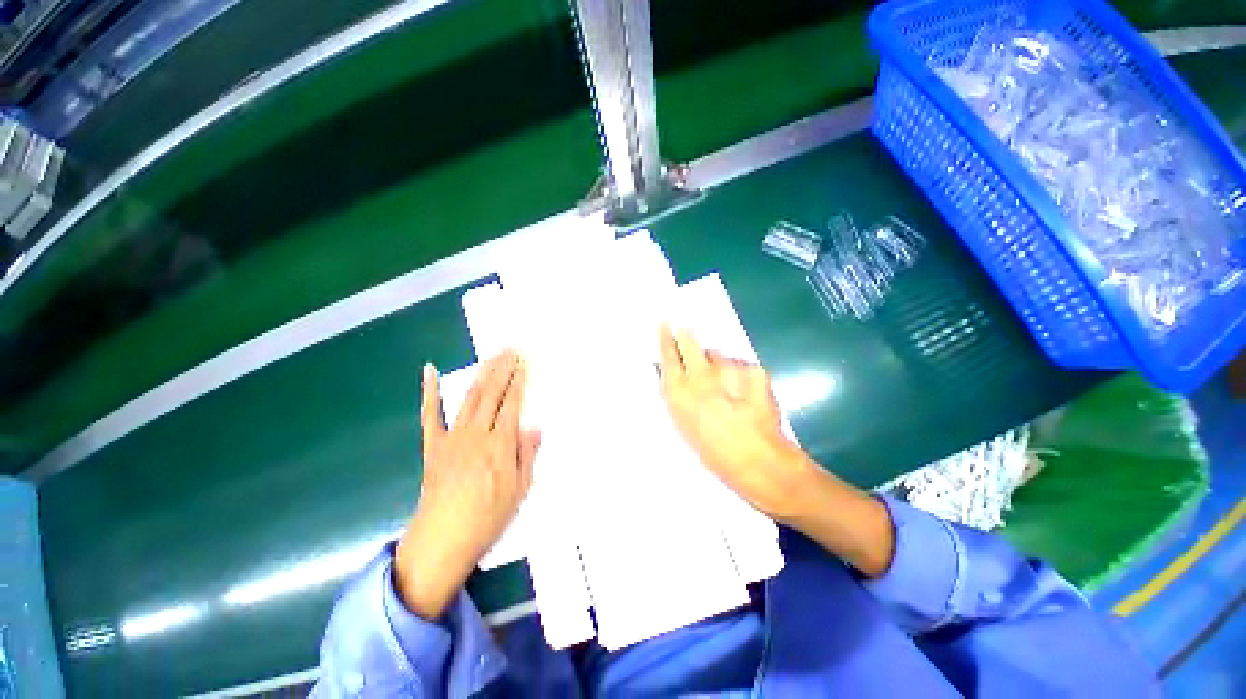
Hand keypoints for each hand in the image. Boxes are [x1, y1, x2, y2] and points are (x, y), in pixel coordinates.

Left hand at [394, 351, 541, 618]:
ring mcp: (451, 438)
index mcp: (499, 446)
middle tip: (511, 348)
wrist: (441, 542)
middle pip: (492, 394)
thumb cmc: (487, 519)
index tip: (525, 361)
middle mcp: (476, 435)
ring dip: (482, 373)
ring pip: (469, 397)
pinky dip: (429, 392)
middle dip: (503, 368)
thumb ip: (527, 455)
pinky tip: (430, 371)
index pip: (512, 404)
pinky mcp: (433, 446)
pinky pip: (430, 415)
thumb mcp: (519, 491)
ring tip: (492, 355)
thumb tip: (535, 426)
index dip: (520, 380)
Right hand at [658, 326, 894, 576]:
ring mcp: (730, 370)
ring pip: (718, 355)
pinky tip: (747, 391)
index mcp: (680, 392)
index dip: (664, 338)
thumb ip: (677, 397)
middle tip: (684, 332)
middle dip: (685, 335)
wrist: (760, 463)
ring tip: (726, 383)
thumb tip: (671, 375)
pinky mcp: (754, 370)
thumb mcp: (684, 427)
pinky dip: (740, 373)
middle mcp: (701, 375)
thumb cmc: (715, 453)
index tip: (663, 324)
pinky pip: (740, 365)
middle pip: (689, 341)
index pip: (668, 355)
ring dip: (718, 363)